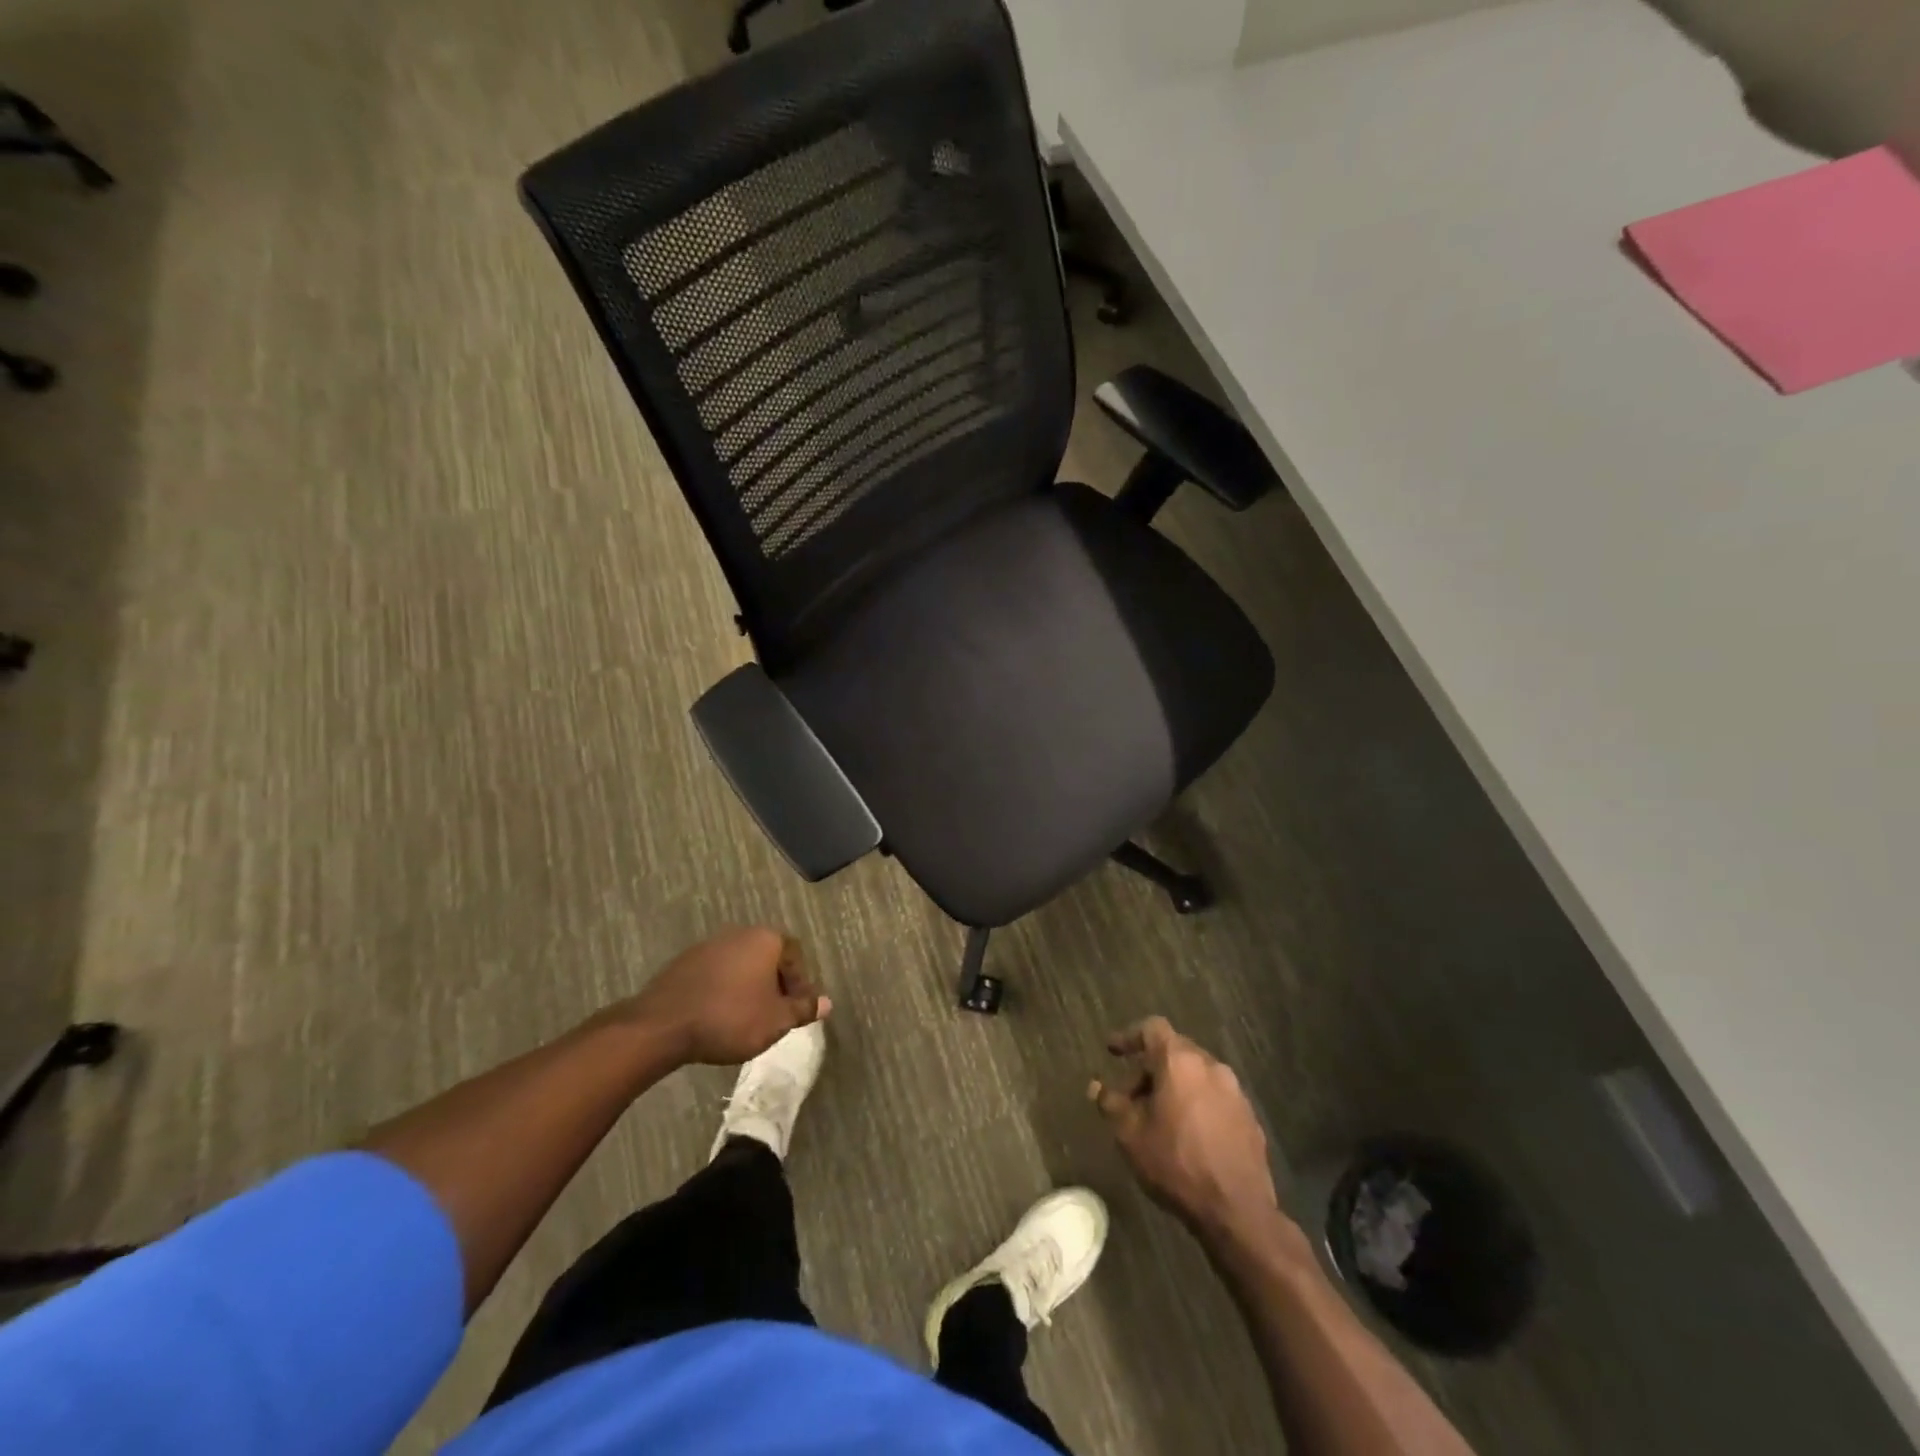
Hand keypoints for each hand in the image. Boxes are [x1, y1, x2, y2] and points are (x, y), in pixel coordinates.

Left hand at [618, 927, 829, 1065]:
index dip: (800, 983)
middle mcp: (739, 934)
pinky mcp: (684, 962)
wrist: (663, 1024)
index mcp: (766, 939)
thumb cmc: (731, 1018)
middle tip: (775, 1013)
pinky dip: (724, 990)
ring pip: (740, 964)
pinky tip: (719, 1015)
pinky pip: (716, 973)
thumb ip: (803, 1009)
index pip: (795, 955)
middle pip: (767, 956)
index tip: (797, 1009)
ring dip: (748, 986)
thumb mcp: (776, 1020)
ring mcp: (709, 945)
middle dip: (775, 983)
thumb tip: (826, 1003)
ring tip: (747, 1017)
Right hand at [1092, 1016, 1279, 1237]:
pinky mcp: (1249, 1117)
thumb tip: (1097, 1087)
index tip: (1113, 1051)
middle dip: (1149, 1069)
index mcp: (1180, 1062)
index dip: (1129, 1036)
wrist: (1237, 1211)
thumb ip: (1111, 1104)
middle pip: (1174, 1052)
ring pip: (1196, 1075)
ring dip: (1174, 1087)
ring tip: (1159, 1119)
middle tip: (1131, 1097)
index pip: (1152, 1029)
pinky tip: (1188, 1135)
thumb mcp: (1130, 1135)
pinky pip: (1215, 1097)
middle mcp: (1210, 1066)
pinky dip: (1197, 1104)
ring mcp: (1235, 1091)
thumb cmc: (1176, 1165)